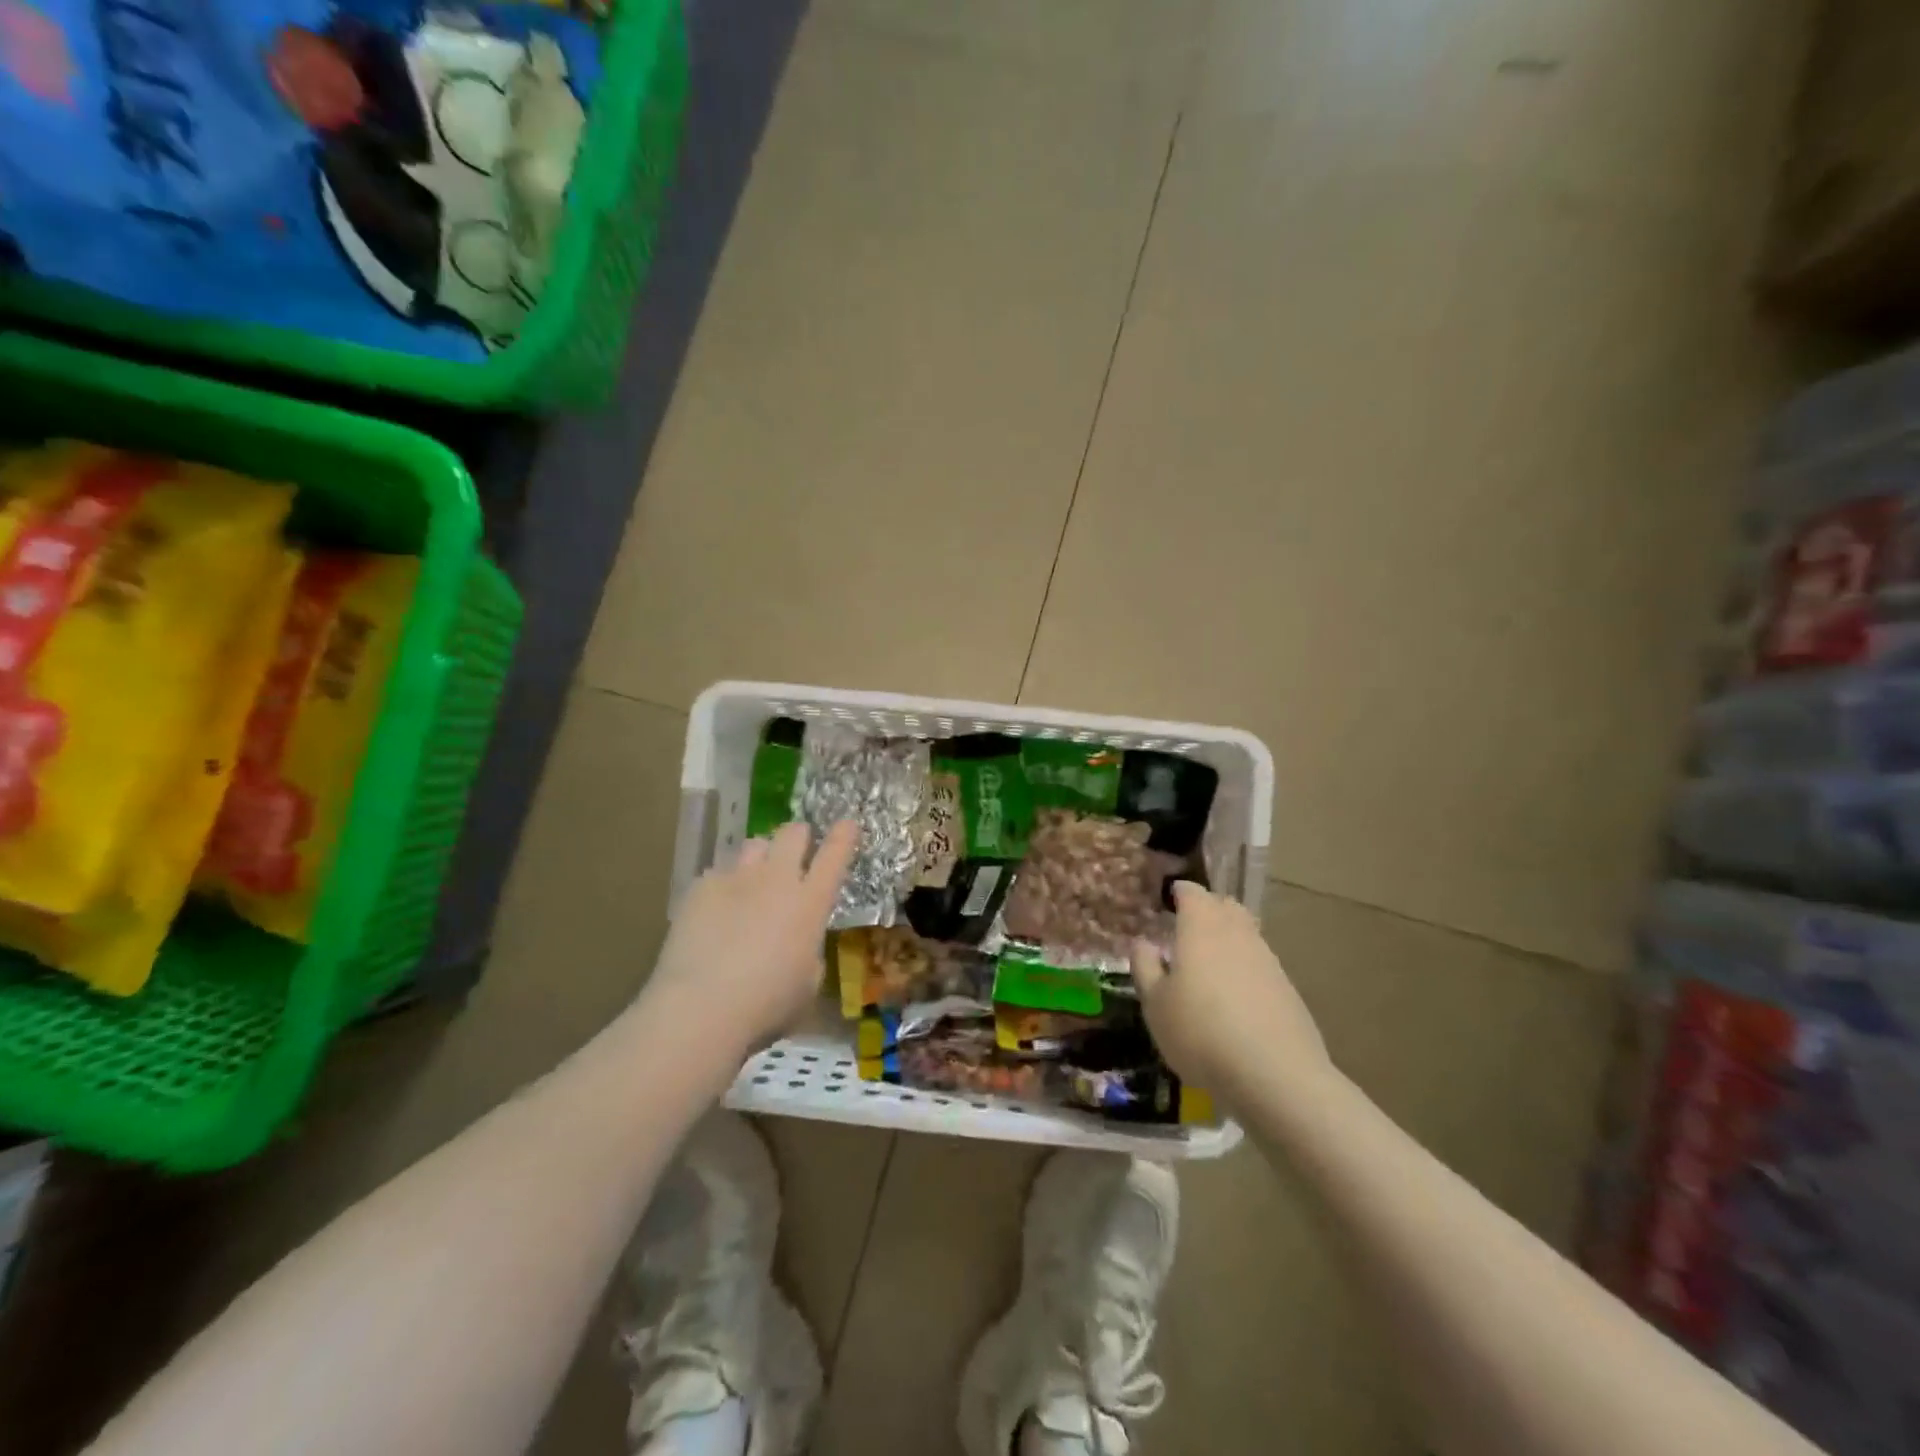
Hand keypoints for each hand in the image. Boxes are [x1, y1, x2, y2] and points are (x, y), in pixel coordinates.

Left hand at [644, 820, 858, 1066]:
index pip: (835, 854)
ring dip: (761, 858)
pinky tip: (715, 913)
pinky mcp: (701, 888)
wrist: (701, 1007)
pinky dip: (723, 887)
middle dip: (799, 837)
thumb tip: (799, 940)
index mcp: (810, 903)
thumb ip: (809, 951)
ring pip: (754, 844)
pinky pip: (718, 873)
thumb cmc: (767, 1005)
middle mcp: (776, 879)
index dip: (844, 835)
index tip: (848, 823)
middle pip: (792, 833)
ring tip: (753, 882)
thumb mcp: (808, 983)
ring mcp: (736, 878)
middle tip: (795, 854)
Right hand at [1130, 881, 1329, 1095]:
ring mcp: (1267, 959)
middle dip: (1207, 908)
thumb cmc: (1200, 1032)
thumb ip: (1145, 967)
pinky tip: (1234, 996)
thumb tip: (1143, 942)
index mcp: (1201, 926)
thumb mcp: (1155, 1004)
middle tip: (1188, 926)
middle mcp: (1237, 933)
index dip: (1180, 892)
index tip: (1169, 898)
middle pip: (1224, 905)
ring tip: (1209, 963)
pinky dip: (1245, 967)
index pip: (1192, 892)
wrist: (1275, 1075)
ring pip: (1246, 933)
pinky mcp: (1287, 988)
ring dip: (1228, 938)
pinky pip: (1260, 963)